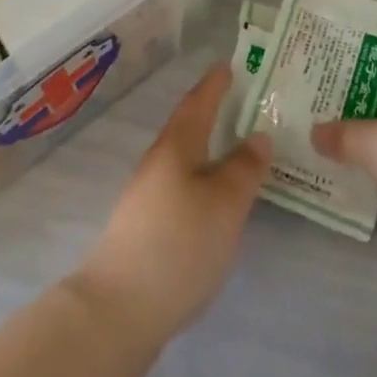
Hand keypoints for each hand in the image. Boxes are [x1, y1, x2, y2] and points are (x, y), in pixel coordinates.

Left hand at [72, 64, 272, 342]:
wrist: (117, 311)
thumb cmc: (178, 244)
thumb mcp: (225, 203)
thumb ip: (244, 168)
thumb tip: (259, 135)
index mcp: (177, 146)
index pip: (199, 102)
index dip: (215, 83)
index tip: (230, 65)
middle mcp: (159, 163)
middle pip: (189, 128)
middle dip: (213, 113)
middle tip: (243, 104)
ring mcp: (148, 197)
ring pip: (185, 159)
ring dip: (209, 149)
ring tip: (237, 151)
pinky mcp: (146, 228)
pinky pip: (182, 187)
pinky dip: (202, 180)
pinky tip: (215, 200)